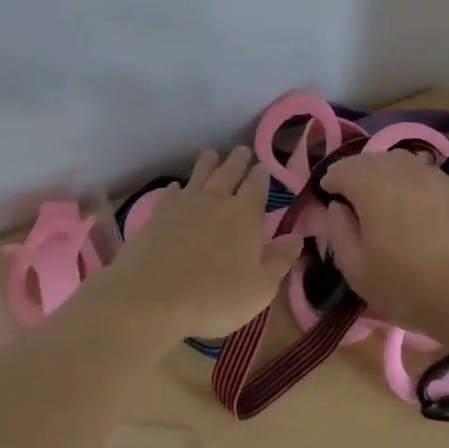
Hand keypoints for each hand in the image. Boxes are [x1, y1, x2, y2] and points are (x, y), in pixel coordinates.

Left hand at [103, 147, 302, 338]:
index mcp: (245, 215)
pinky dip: (177, 187)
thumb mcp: (260, 288)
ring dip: (208, 162)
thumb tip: (297, 237)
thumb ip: (279, 260)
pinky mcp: (157, 214)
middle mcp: (216, 200)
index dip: (261, 175)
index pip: (257, 186)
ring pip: (199, 175)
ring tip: (212, 153)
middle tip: (242, 150)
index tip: (263, 166)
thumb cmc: (214, 297)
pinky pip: (171, 193)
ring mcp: (184, 204)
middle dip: (238, 160)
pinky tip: (177, 187)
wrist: (151, 297)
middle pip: (229, 172)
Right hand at [319, 151, 448, 340]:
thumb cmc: (408, 286)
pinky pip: (425, 175)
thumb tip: (338, 207)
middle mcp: (402, 170)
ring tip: (384, 198)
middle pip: (371, 159)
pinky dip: (412, 183)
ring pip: (400, 162)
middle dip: (356, 173)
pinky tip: (416, 206)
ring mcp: (434, 176)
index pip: (342, 169)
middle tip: (353, 198)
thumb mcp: (357, 271)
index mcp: (371, 185)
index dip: (331, 182)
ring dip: (385, 173)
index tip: (330, 200)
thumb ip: (339, 232)